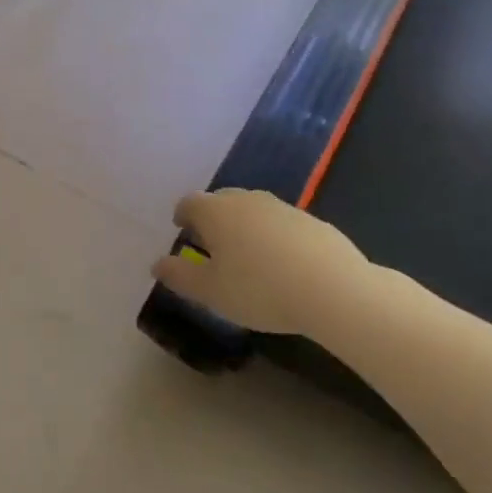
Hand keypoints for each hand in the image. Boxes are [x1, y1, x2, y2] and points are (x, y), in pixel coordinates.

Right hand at [152, 189, 369, 336]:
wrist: (333, 290)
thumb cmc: (259, 289)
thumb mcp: (210, 292)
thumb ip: (179, 276)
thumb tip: (157, 264)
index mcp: (216, 212)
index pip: (189, 203)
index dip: (182, 216)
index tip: (182, 230)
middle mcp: (247, 200)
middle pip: (222, 200)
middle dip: (212, 218)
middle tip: (211, 245)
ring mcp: (283, 208)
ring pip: (254, 210)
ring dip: (244, 226)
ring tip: (246, 256)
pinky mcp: (313, 222)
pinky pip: (282, 224)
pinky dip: (273, 237)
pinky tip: (282, 265)